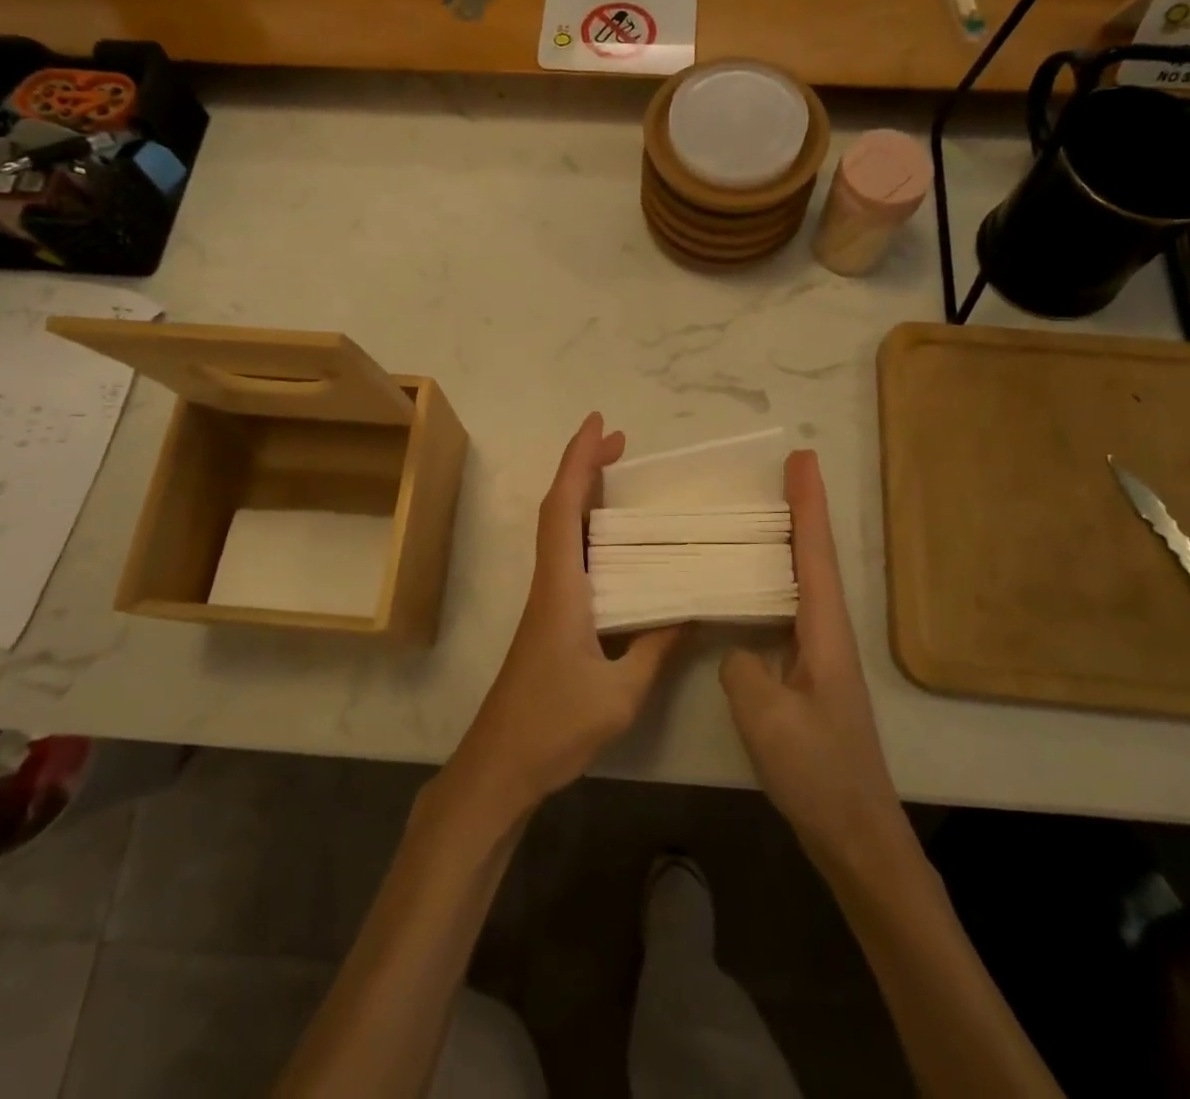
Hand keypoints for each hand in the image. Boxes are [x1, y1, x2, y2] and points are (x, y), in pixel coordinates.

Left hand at [446, 413, 684, 821]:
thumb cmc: (553, 726)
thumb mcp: (620, 694)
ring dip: (585, 495)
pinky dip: (588, 530)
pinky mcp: (550, 617)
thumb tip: (690, 612)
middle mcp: (550, 582)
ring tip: (620, 475)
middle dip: (585, 467)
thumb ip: (655, 649)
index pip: (564, 508)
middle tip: (621, 443)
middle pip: (560, 508)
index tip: (600, 425)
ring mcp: (547, 599)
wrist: (500, 765)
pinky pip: (570, 556)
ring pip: (562, 529)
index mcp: (562, 588)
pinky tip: (616, 542)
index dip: (579, 461)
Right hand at [720, 450, 903, 858]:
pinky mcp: (808, 675)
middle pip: (815, 557)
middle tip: (786, 470)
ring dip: (792, 541)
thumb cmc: (818, 772)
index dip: (808, 505)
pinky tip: (753, 585)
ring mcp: (820, 654)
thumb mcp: (767, 716)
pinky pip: (790, 610)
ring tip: (765, 511)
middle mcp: (827, 633)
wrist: (855, 832)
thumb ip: (743, 668)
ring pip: (805, 581)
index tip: (802, 460)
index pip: (813, 553)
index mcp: (824, 632)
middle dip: (803, 511)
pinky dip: (776, 581)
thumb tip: (738, 650)